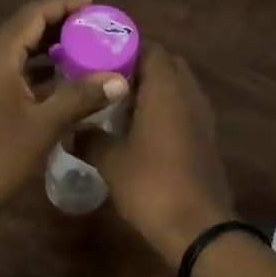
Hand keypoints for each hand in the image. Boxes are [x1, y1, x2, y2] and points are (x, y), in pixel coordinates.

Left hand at [0, 0, 130, 217]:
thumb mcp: (44, 125)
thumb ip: (81, 96)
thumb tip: (120, 79)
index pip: (32, 14)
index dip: (63, 4)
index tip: (94, 2)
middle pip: (24, 28)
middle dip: (59, 23)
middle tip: (94, 26)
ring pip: (18, 50)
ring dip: (49, 46)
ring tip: (85, 47)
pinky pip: (13, 70)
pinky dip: (38, 68)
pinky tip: (62, 79)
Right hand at [84, 43, 233, 265]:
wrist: (198, 228)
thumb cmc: (152, 185)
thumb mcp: (112, 162)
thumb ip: (90, 139)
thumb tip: (70, 131)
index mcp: (167, 89)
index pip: (150, 48)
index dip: (125, 48)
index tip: (99, 57)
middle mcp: (189, 94)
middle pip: (167, 64)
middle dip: (139, 67)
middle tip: (108, 80)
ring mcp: (202, 117)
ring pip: (177, 87)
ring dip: (153, 89)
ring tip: (120, 103)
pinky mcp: (206, 139)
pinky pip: (184, 109)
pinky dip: (165, 109)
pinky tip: (140, 129)